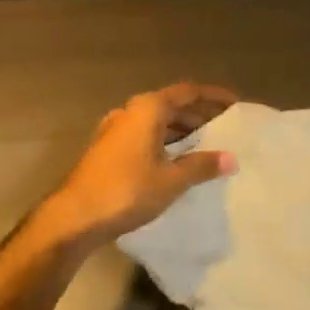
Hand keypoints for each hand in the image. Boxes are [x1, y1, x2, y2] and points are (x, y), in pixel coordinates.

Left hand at [41, 83, 236, 250]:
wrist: (74, 216)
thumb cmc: (127, 191)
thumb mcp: (171, 180)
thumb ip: (201, 166)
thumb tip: (231, 158)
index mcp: (147, 109)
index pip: (187, 92)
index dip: (213, 97)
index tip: (235, 104)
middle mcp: (129, 111)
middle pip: (170, 105)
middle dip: (198, 114)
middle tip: (224, 127)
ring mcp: (114, 130)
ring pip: (155, 122)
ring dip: (180, 130)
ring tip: (205, 145)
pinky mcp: (106, 149)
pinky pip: (143, 135)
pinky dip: (163, 141)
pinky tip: (175, 160)